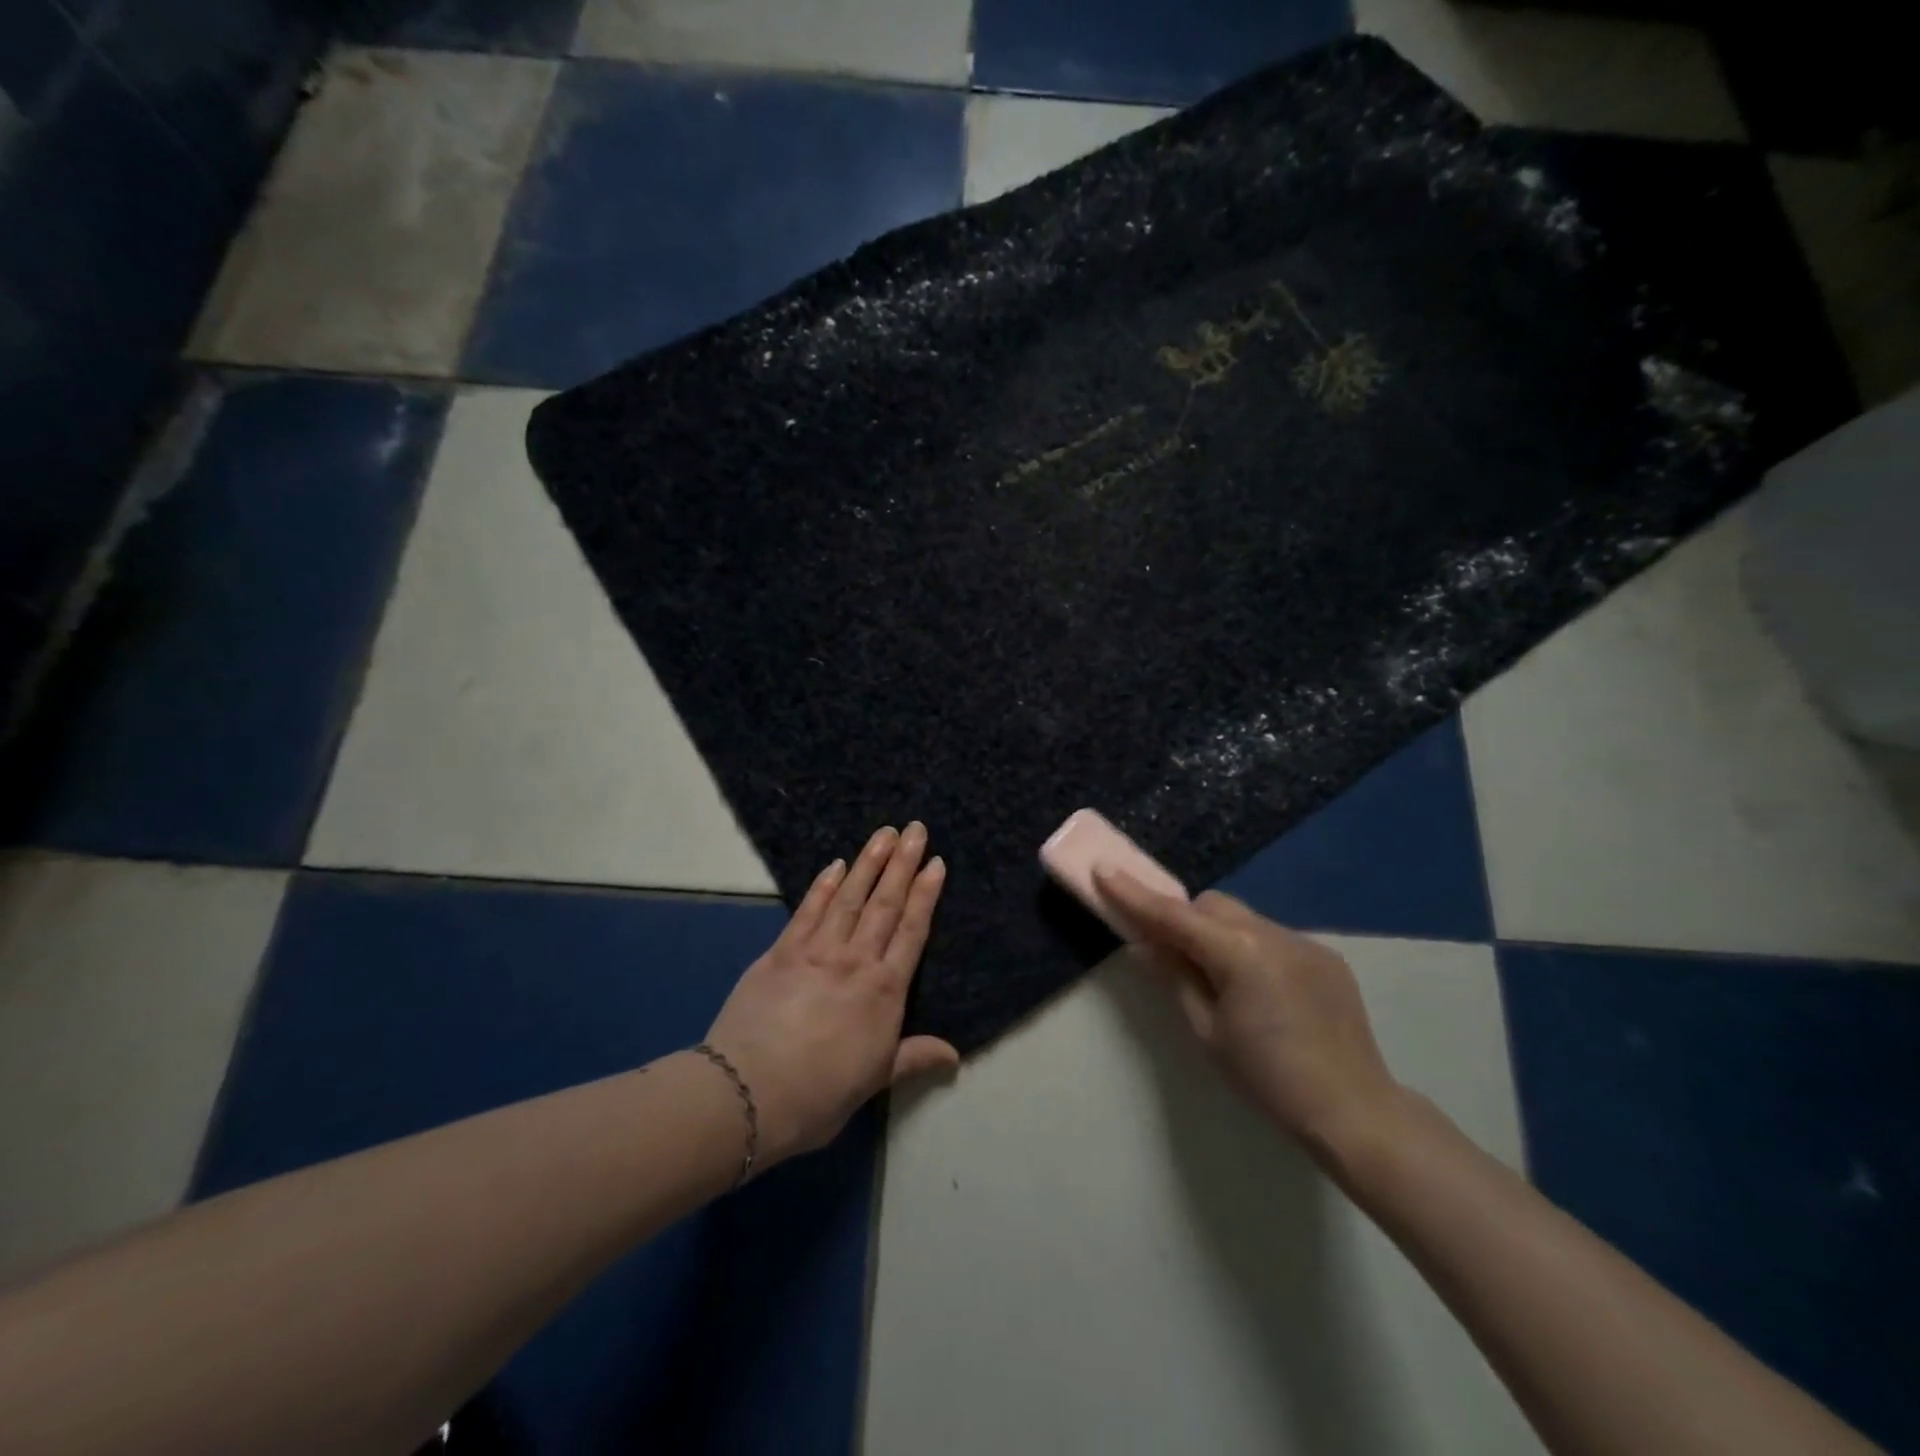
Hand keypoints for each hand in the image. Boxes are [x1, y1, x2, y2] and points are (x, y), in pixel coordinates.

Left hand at [705, 824, 958, 1165]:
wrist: (750, 1092)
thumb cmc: (819, 1095)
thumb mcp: (874, 1080)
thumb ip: (913, 1057)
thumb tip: (955, 1055)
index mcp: (884, 992)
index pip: (912, 931)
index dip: (926, 895)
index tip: (936, 863)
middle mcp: (856, 961)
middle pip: (885, 903)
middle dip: (903, 863)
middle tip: (916, 829)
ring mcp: (817, 951)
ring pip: (850, 897)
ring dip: (869, 862)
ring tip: (885, 832)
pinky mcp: (781, 951)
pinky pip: (808, 910)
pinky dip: (824, 885)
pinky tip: (836, 865)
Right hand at [1094, 872, 1403, 1157]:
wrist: (1354, 1110)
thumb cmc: (1268, 1078)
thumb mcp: (1208, 1033)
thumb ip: (1175, 979)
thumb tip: (1146, 946)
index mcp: (1238, 952)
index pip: (1173, 915)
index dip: (1134, 895)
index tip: (1104, 871)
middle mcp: (1272, 933)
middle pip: (1211, 905)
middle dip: (1185, 919)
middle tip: (1172, 953)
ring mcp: (1304, 942)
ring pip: (1243, 919)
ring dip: (1220, 934)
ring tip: (1222, 981)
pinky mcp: (1326, 957)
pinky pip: (1273, 937)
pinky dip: (1252, 949)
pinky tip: (1263, 992)